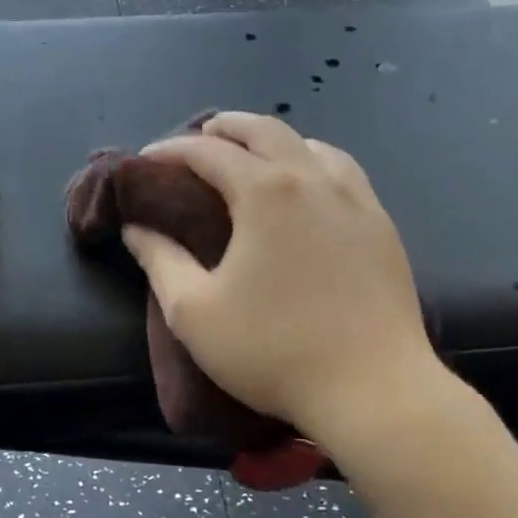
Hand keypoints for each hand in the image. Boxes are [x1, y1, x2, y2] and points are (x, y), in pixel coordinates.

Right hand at [122, 112, 446, 447]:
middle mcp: (312, 179)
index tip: (145, 161)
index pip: (207, 152)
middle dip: (226, 127)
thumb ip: (160, 261)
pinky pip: (344, 171)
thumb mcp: (194, 312)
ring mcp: (355, 199)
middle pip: (264, 130)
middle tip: (199, 138)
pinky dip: (314, 161)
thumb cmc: (274, 351)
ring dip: (273, 140)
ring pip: (310, 145)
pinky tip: (310, 185)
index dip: (170, 150)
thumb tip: (136, 228)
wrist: (374, 390)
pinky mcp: (381, 224)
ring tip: (253, 156)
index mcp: (265, 192)